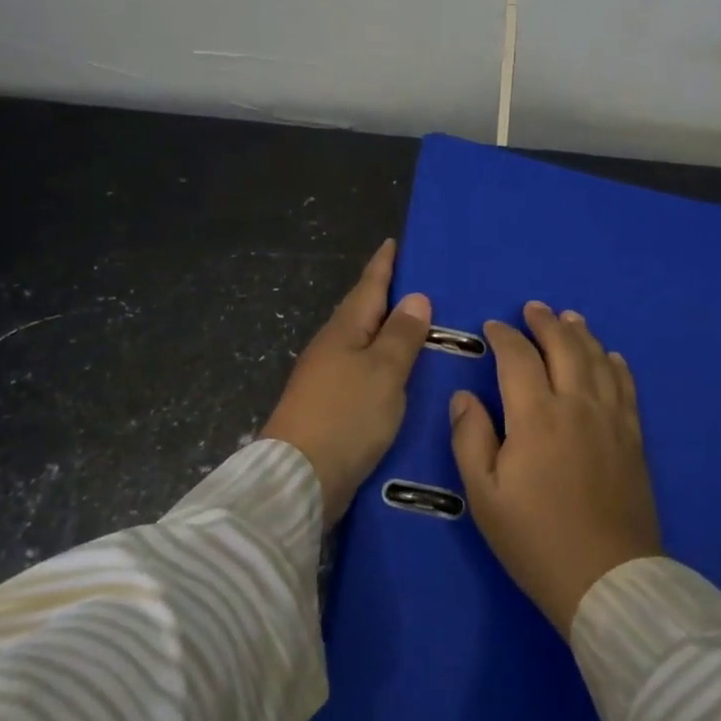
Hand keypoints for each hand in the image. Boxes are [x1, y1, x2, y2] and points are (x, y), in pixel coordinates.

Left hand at [262, 239, 430, 523]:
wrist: (298, 479)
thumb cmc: (346, 415)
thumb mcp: (383, 371)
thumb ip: (401, 335)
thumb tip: (416, 297)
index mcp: (345, 330)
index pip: (369, 286)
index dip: (384, 264)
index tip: (395, 242)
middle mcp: (332, 347)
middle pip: (364, 312)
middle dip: (388, 296)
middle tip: (422, 282)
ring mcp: (327, 377)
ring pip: (364, 342)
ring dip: (388, 331)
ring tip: (420, 325)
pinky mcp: (331, 406)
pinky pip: (364, 371)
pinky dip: (384, 363)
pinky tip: (401, 373)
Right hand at [450, 302, 662, 636]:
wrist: (607, 580)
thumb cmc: (535, 539)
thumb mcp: (484, 496)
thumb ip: (470, 439)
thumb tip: (465, 396)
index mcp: (536, 416)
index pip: (518, 358)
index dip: (504, 336)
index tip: (493, 326)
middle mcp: (576, 404)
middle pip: (564, 346)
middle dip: (546, 322)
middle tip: (533, 308)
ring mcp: (610, 418)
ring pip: (598, 359)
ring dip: (581, 333)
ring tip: (570, 318)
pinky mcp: (632, 437)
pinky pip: (626, 386)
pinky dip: (615, 364)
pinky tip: (610, 357)